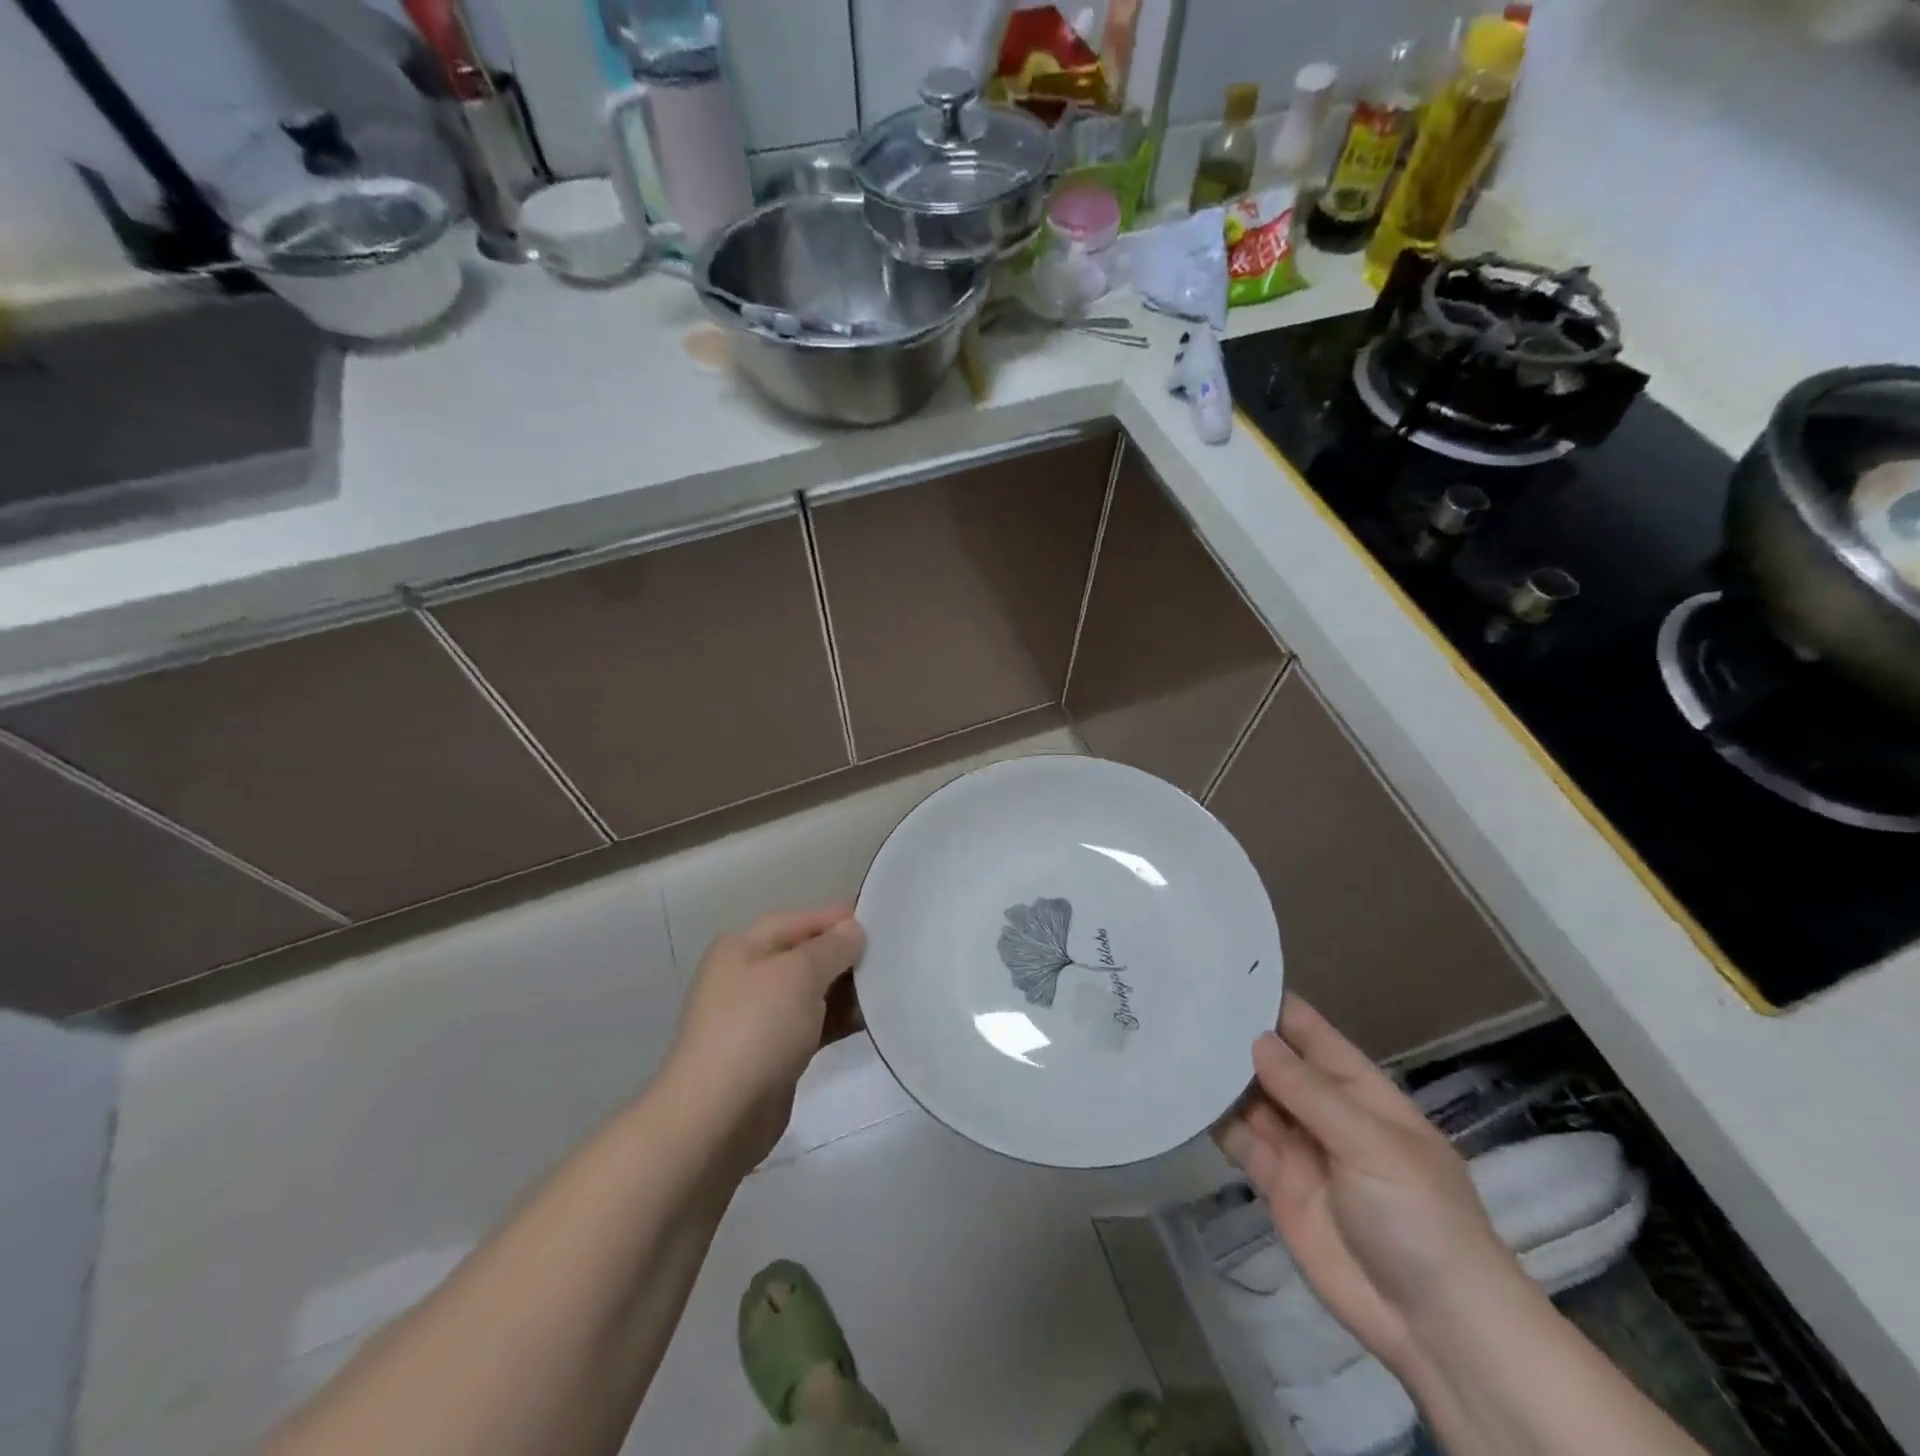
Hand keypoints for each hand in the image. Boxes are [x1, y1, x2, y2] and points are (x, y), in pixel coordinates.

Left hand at [662, 906, 865, 1174]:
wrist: (718, 1116)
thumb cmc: (757, 1028)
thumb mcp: (799, 974)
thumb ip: (831, 947)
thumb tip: (852, 929)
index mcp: (743, 947)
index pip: (798, 920)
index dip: (837, 919)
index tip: (881, 921)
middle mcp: (748, 976)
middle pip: (805, 955)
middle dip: (845, 955)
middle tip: (892, 956)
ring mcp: (758, 1017)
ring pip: (811, 992)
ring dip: (846, 990)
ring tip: (890, 987)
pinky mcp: (772, 1053)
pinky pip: (812, 1024)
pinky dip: (838, 1020)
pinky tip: (870, 1020)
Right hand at [1214, 997, 1522, 1380]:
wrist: (1436, 1329)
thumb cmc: (1420, 1218)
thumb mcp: (1372, 1145)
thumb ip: (1310, 1093)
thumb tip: (1255, 1039)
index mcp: (1360, 1091)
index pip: (1311, 1033)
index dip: (1273, 1003)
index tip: (1224, 974)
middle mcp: (1324, 1111)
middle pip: (1274, 1063)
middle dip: (1236, 1037)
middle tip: (1182, 1004)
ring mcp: (1299, 1147)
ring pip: (1251, 1098)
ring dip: (1219, 1075)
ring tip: (1171, 1039)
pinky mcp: (1276, 1183)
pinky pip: (1240, 1140)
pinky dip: (1213, 1119)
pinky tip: (1180, 1094)